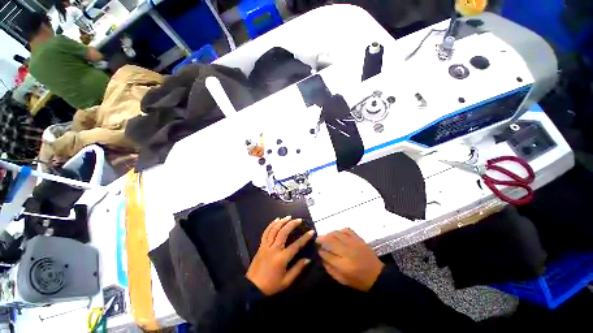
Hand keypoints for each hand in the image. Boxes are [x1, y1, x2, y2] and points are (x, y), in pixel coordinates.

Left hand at [246, 216, 314, 295]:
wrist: (252, 288)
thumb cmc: (271, 285)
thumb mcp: (286, 281)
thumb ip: (298, 269)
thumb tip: (308, 260)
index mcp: (282, 258)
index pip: (296, 245)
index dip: (305, 238)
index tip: (311, 231)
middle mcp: (274, 249)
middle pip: (284, 232)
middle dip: (292, 224)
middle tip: (299, 219)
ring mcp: (266, 246)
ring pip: (274, 230)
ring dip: (282, 221)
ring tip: (288, 216)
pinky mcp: (261, 246)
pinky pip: (266, 232)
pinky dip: (271, 225)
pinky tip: (276, 220)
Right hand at [317, 228, 383, 291]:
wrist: (377, 276)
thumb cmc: (359, 280)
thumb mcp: (342, 280)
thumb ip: (330, 269)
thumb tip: (321, 257)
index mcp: (343, 265)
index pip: (326, 254)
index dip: (320, 251)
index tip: (317, 249)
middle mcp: (347, 251)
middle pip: (330, 240)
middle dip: (321, 238)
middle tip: (318, 239)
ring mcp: (353, 243)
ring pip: (337, 233)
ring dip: (329, 233)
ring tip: (326, 236)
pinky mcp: (358, 239)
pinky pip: (347, 230)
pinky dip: (340, 230)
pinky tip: (337, 233)